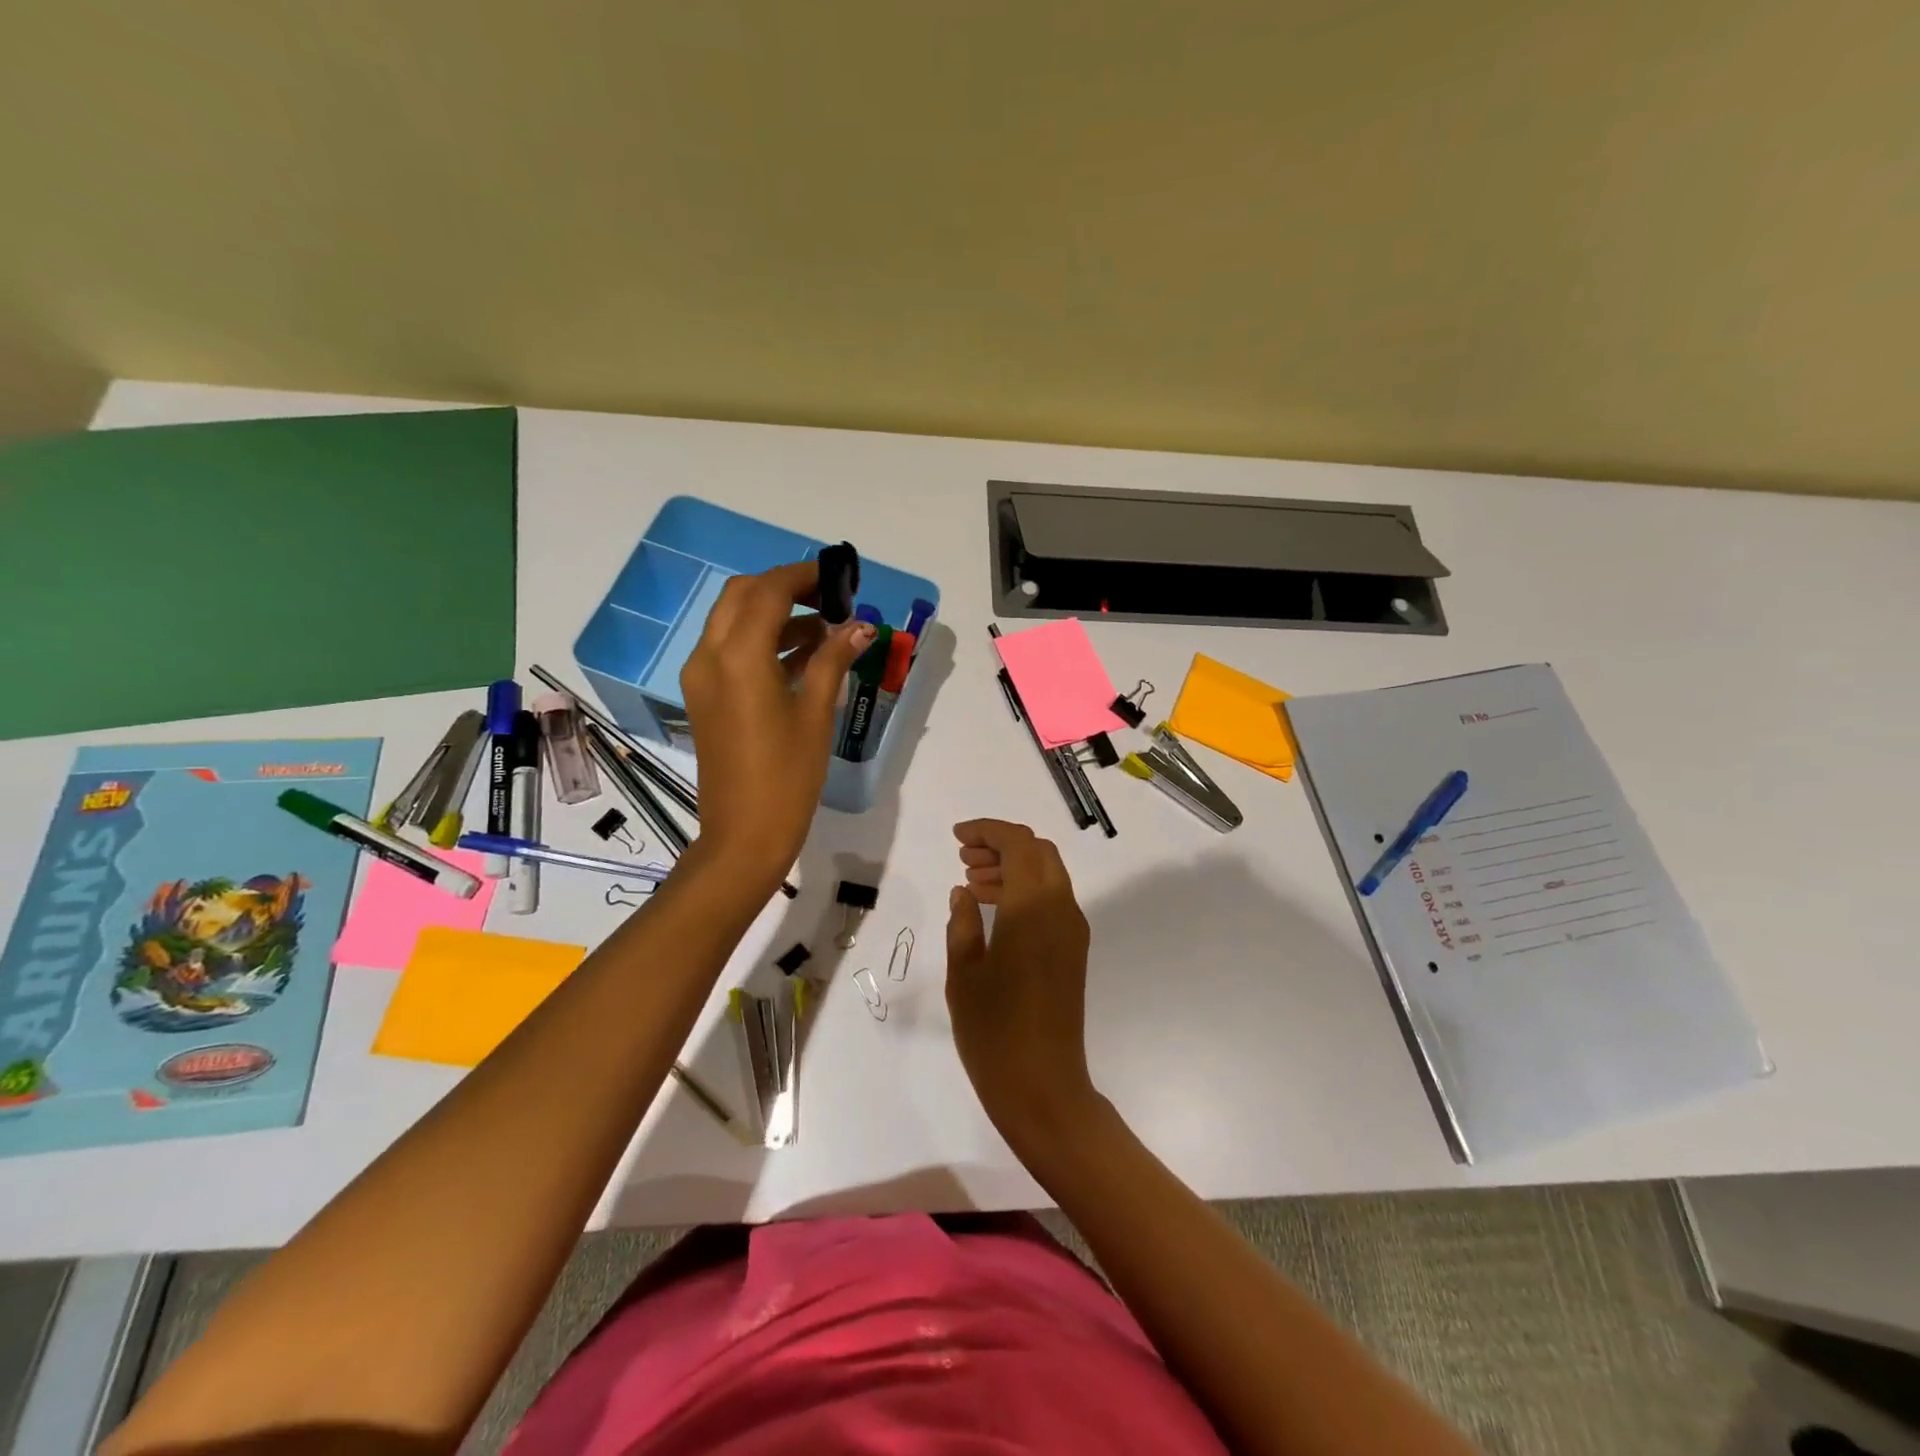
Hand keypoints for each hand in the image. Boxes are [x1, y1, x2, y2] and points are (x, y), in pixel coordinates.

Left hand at [680, 562, 874, 892]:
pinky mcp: (704, 696)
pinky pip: (730, 650)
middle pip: (743, 596)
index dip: (805, 576)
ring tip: (827, 629)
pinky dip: (763, 641)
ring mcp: (701, 677)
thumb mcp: (816, 714)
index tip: (840, 578)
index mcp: (738, 656)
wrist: (744, 834)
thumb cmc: (787, 776)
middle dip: (786, 588)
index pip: (769, 591)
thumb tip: (861, 627)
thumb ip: (834, 660)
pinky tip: (804, 655)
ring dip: (776, 614)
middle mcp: (709, 656)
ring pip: (733, 621)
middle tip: (830, 599)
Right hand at [946, 819, 1099, 1153]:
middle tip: (963, 859)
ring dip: (1013, 867)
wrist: (1043, 1086)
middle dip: (1001, 845)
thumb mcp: (964, 973)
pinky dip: (1025, 890)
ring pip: (1047, 874)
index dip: (988, 831)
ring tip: (971, 883)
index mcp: (1033, 908)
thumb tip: (964, 892)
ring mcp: (1072, 931)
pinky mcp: (1074, 951)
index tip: (957, 837)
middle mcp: (1061, 910)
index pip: (1019, 844)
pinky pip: (1052, 900)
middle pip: (1038, 852)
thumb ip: (963, 923)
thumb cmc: (994, 1032)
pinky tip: (993, 911)